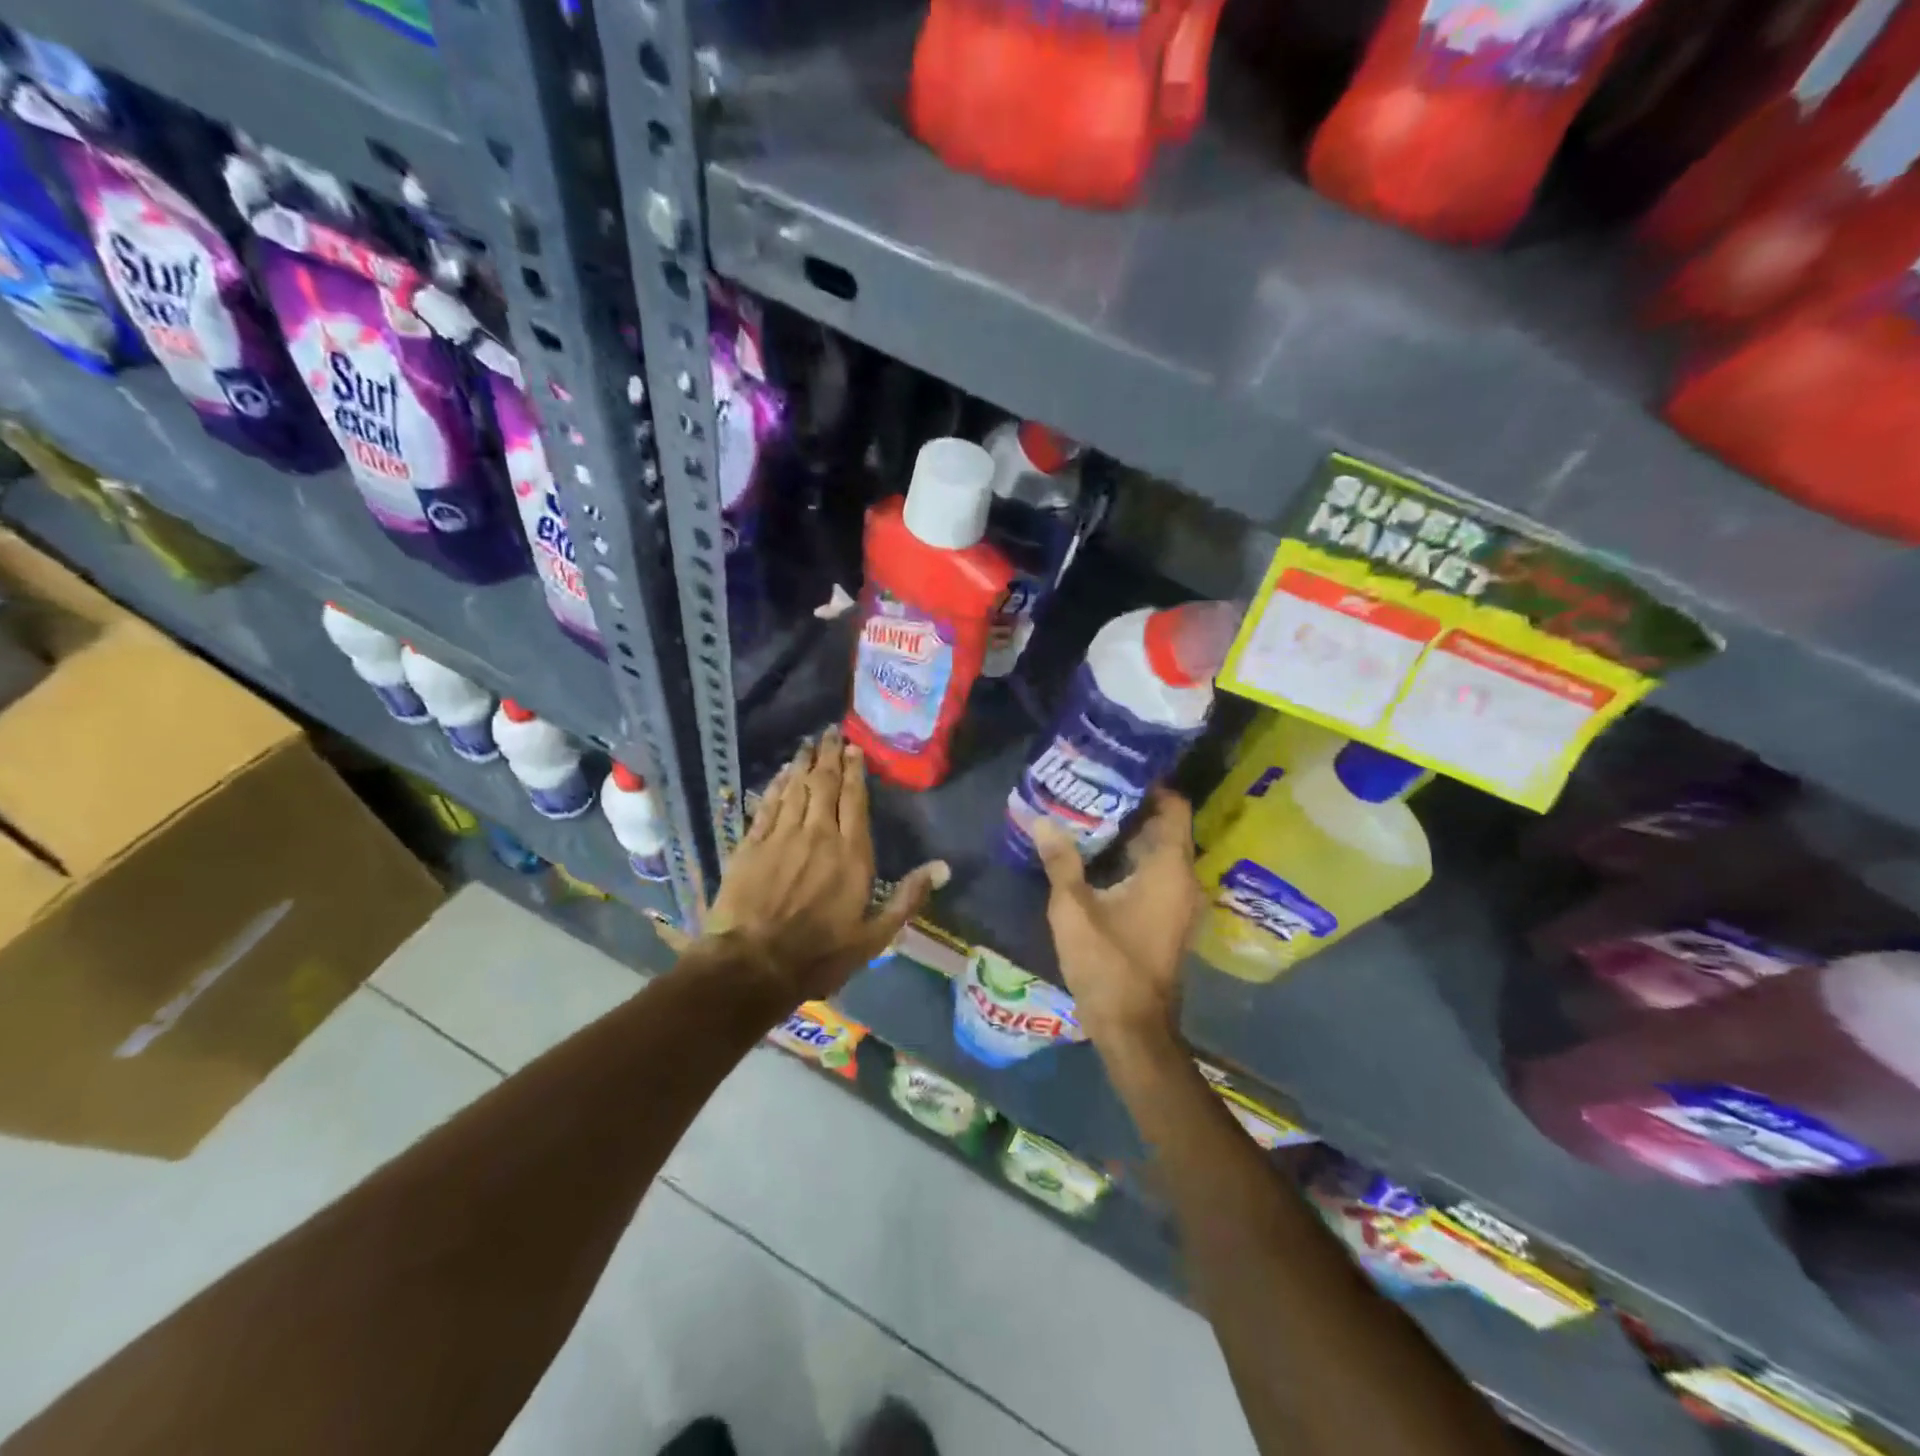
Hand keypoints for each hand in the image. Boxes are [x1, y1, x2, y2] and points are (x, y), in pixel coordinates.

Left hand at [656, 726, 948, 1003]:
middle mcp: (818, 834)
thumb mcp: (874, 936)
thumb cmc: (820, 954)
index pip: (855, 799)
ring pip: (795, 789)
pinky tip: (780, 775)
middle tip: (829, 732)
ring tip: (807, 744)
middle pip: (825, 784)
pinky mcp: (751, 845)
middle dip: (828, 756)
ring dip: (803, 764)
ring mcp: (781, 836)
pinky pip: (767, 806)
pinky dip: (775, 786)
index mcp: (851, 853)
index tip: (853, 748)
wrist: (753, 965)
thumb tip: (943, 867)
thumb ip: (907, 898)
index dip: (855, 770)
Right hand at [1033, 789, 1201, 1049]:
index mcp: (1170, 869)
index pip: (1174, 808)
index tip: (1115, 770)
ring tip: (1086, 814)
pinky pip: (1154, 875)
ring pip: (1157, 853)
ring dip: (1128, 835)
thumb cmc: (1107, 964)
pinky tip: (1095, 857)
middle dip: (1130, 807)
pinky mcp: (1168, 919)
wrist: (1133, 1028)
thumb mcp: (1073, 909)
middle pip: (1164, 828)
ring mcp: (1178, 902)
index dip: (1150, 785)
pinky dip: (1130, 860)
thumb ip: (1060, 861)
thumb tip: (1041, 820)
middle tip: (1090, 787)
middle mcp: (1183, 880)